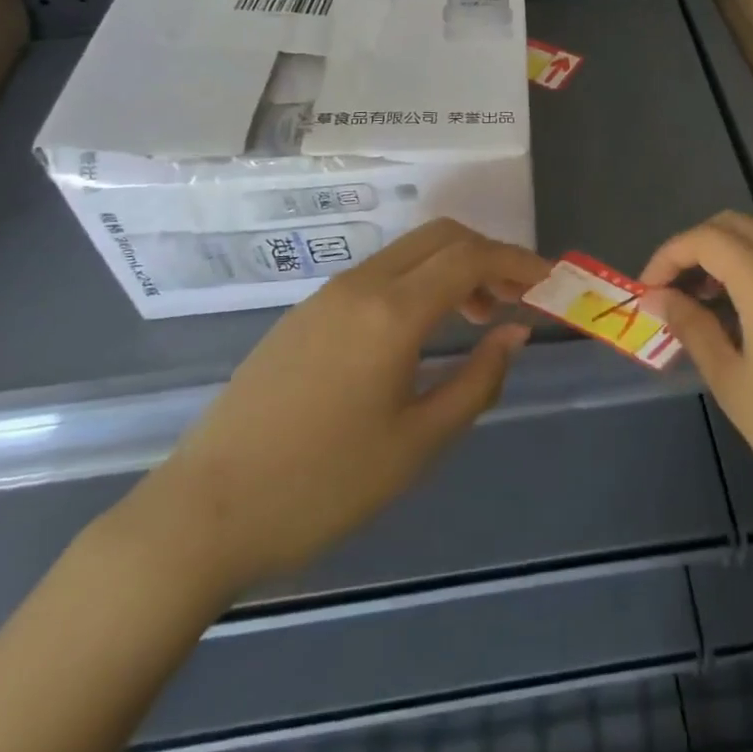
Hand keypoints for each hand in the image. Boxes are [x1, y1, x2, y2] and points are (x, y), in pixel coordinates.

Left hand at [114, 219, 548, 601]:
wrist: (202, 515)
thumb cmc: (322, 486)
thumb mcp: (417, 444)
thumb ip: (477, 380)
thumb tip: (514, 332)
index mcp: (392, 311)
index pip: (471, 257)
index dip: (518, 261)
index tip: (549, 281)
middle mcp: (360, 285)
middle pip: (440, 236)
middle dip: (487, 254)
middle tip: (516, 297)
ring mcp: (325, 295)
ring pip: (407, 252)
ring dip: (451, 267)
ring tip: (474, 317)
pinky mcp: (303, 315)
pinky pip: (377, 275)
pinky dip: (416, 282)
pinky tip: (419, 333)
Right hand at [642, 212, 752, 545]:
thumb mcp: (734, 384)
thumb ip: (693, 329)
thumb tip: (659, 298)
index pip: (704, 239)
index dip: (667, 257)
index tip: (647, 293)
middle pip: (733, 224)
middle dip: (694, 248)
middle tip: (673, 293)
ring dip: (728, 248)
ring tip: (709, 295)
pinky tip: (748, 309)